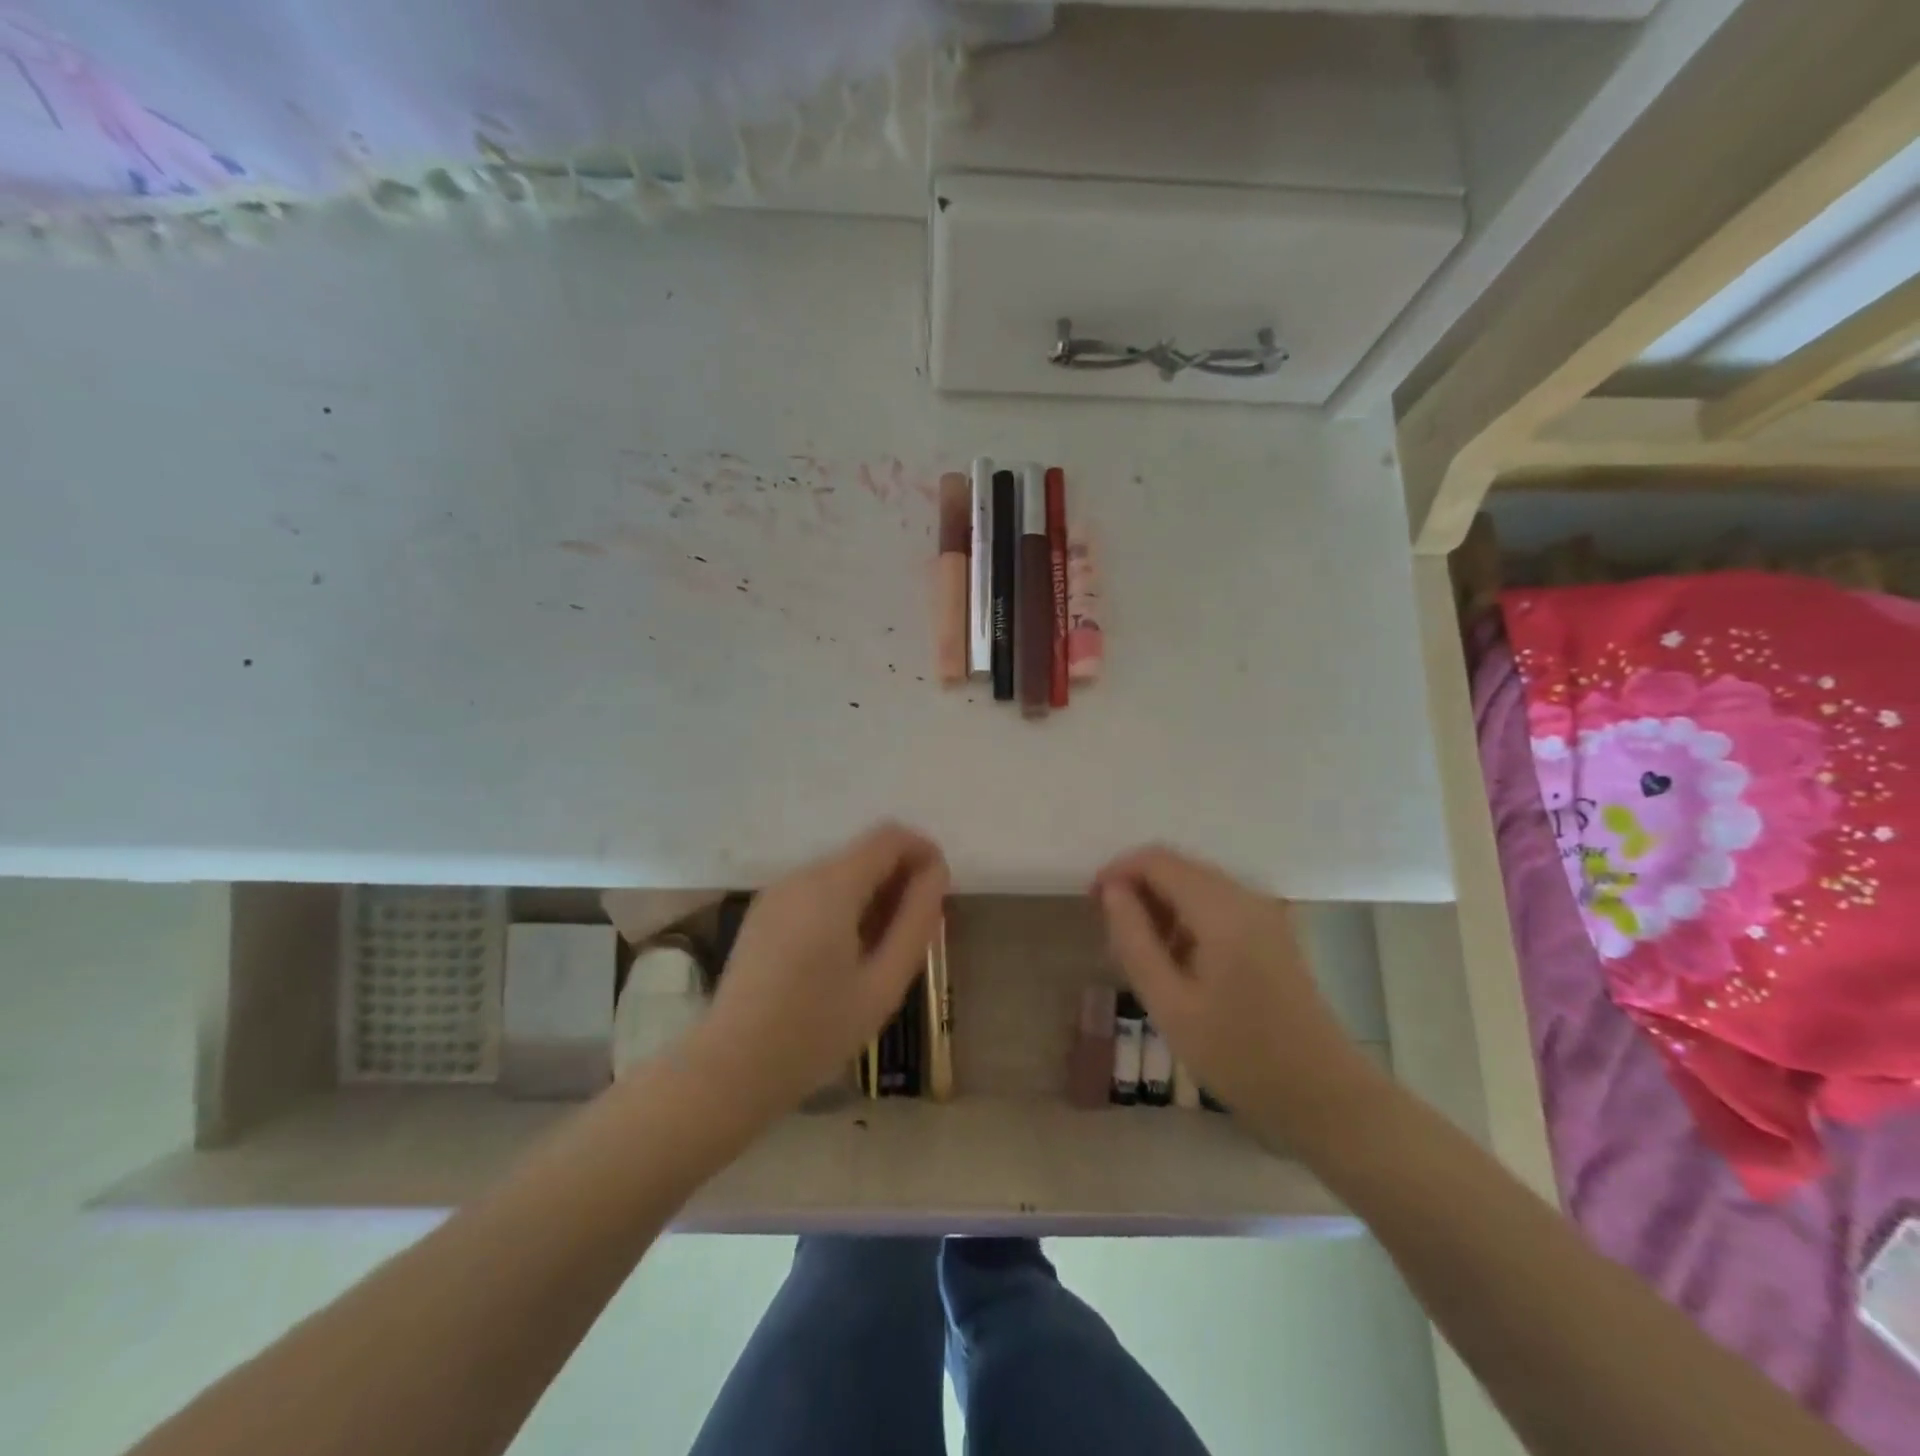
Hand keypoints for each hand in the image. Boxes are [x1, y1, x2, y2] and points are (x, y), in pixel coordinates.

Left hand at [690, 822, 949, 1124]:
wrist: (731, 1068)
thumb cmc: (816, 1031)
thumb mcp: (883, 983)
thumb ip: (916, 921)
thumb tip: (936, 874)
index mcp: (831, 887)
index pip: (889, 837)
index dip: (923, 851)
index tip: (939, 891)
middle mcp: (800, 876)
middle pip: (864, 853)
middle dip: (898, 878)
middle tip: (915, 932)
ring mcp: (776, 893)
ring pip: (840, 873)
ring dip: (871, 894)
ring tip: (880, 950)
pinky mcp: (763, 913)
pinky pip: (815, 892)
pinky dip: (842, 905)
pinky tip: (843, 955)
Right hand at [1095, 847, 1383, 1143]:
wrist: (1325, 1098)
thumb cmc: (1241, 1056)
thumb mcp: (1171, 1004)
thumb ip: (1134, 940)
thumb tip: (1111, 891)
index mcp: (1222, 910)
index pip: (1156, 860)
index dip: (1117, 872)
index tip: (1091, 905)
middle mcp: (1245, 897)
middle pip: (1177, 868)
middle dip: (1137, 890)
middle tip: (1113, 939)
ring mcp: (1263, 913)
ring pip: (1195, 886)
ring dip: (1161, 907)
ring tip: (1142, 958)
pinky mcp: (1271, 932)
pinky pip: (1216, 906)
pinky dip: (1186, 920)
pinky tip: (1178, 965)